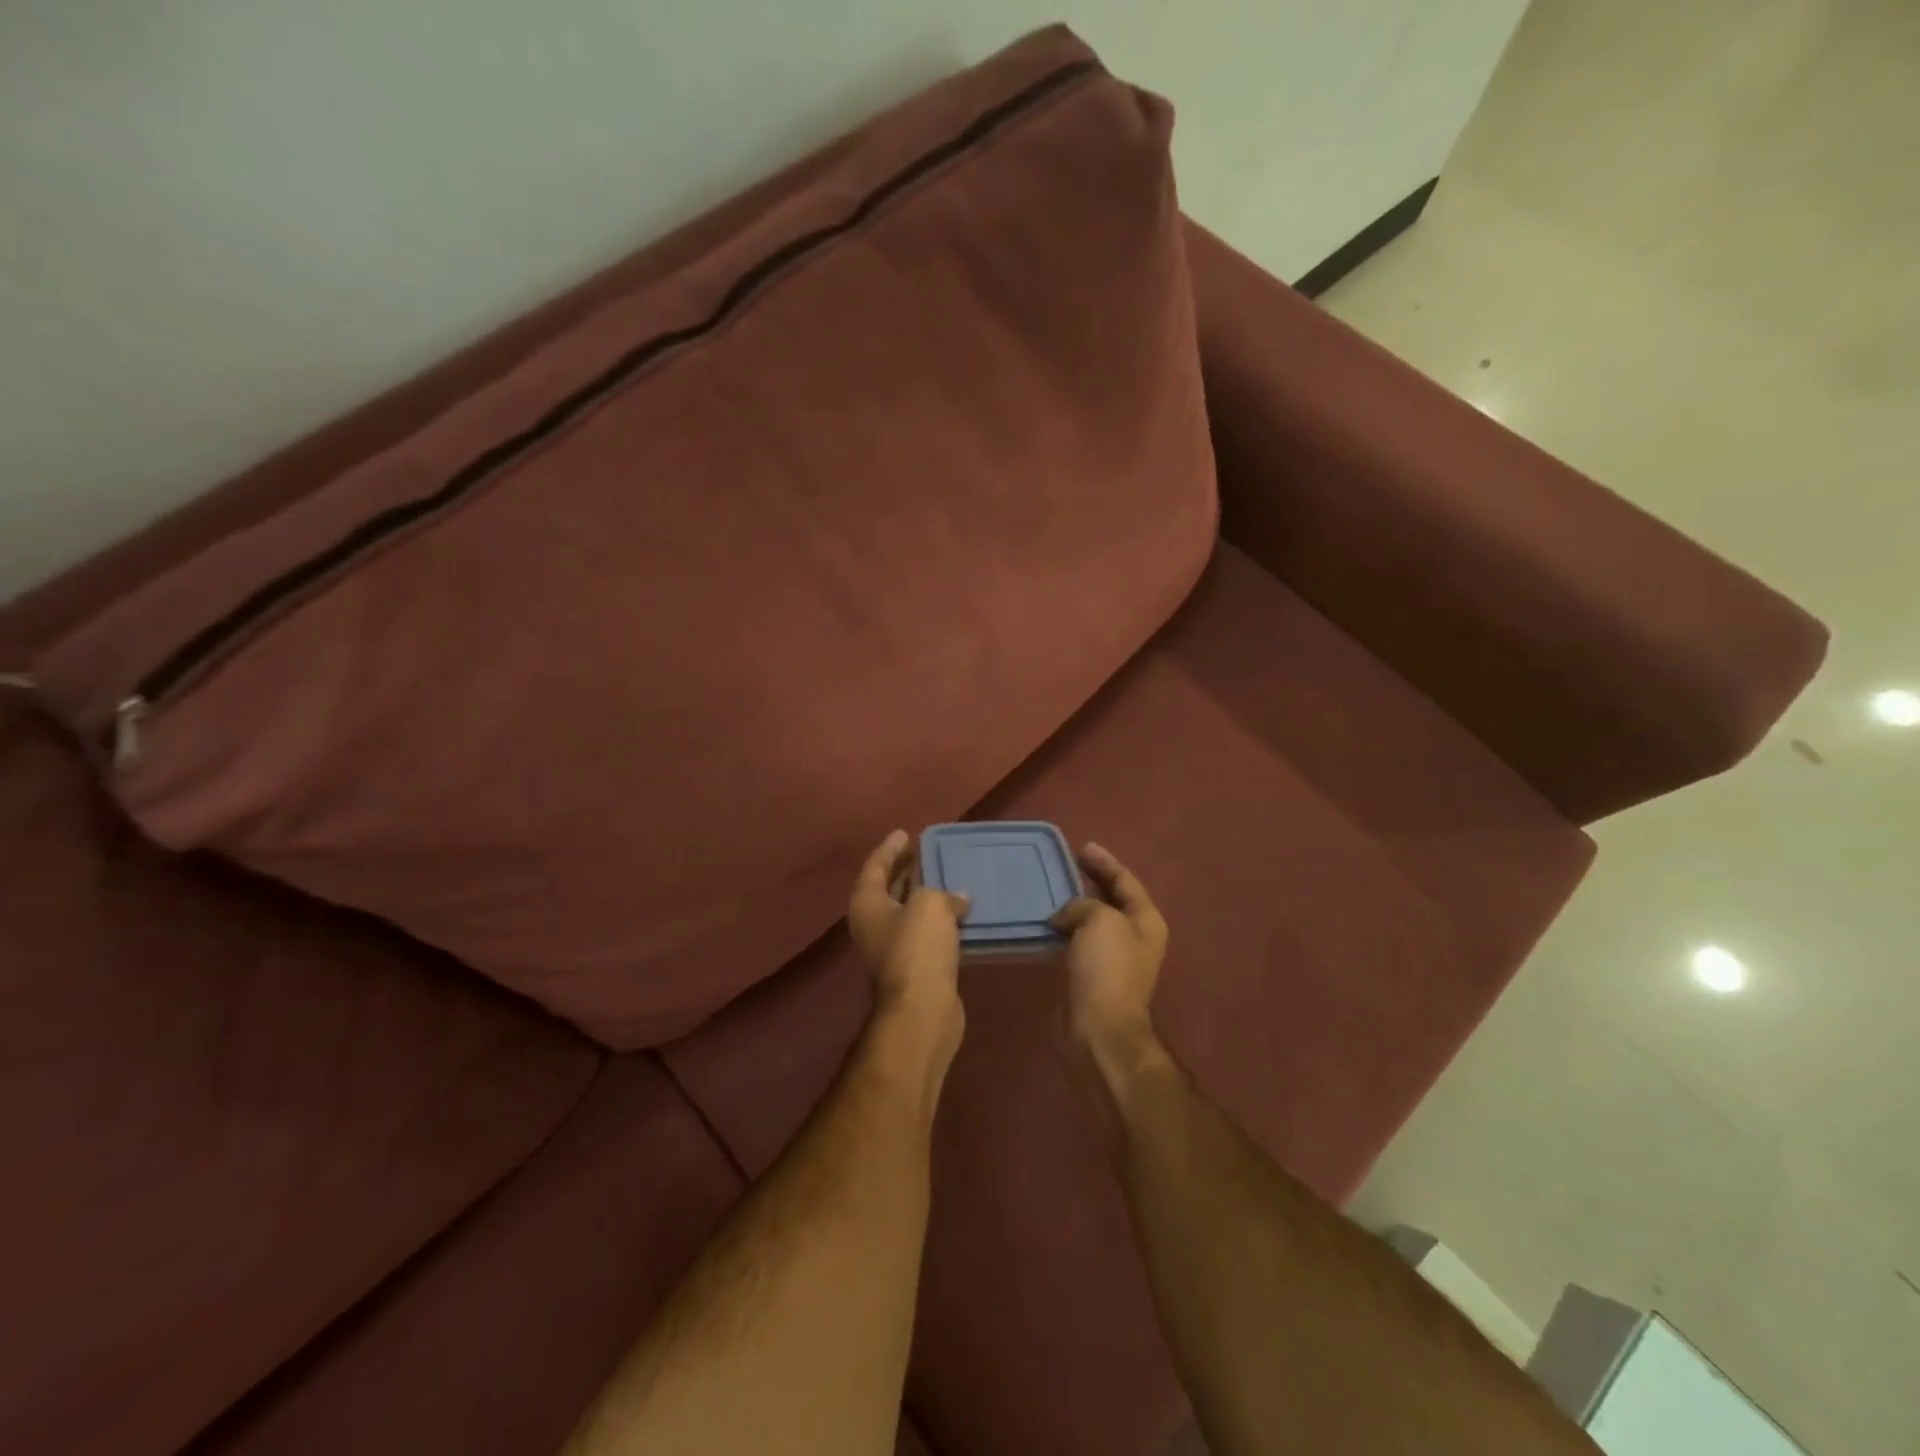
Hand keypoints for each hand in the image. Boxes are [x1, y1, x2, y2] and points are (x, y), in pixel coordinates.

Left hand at [847, 829, 970, 1034]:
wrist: (922, 1009)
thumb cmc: (918, 947)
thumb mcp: (930, 904)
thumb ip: (943, 892)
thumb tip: (958, 898)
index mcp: (867, 903)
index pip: (875, 866)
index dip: (890, 848)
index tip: (905, 833)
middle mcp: (873, 924)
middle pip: (889, 888)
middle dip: (907, 870)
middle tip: (927, 851)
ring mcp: (892, 948)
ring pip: (909, 912)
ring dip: (926, 895)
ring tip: (947, 876)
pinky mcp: (914, 967)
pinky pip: (926, 933)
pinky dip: (939, 920)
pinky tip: (960, 912)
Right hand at [1050, 843, 1168, 1056]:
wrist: (1098, 1030)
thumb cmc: (1106, 969)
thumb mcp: (1100, 920)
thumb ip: (1083, 904)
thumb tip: (1065, 916)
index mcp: (1145, 920)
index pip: (1125, 881)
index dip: (1105, 862)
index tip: (1082, 846)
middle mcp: (1133, 937)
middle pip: (1110, 899)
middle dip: (1089, 880)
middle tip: (1064, 863)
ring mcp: (1112, 959)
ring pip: (1091, 921)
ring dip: (1072, 905)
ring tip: (1048, 888)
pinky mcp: (1089, 977)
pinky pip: (1075, 942)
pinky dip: (1062, 929)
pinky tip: (1044, 922)